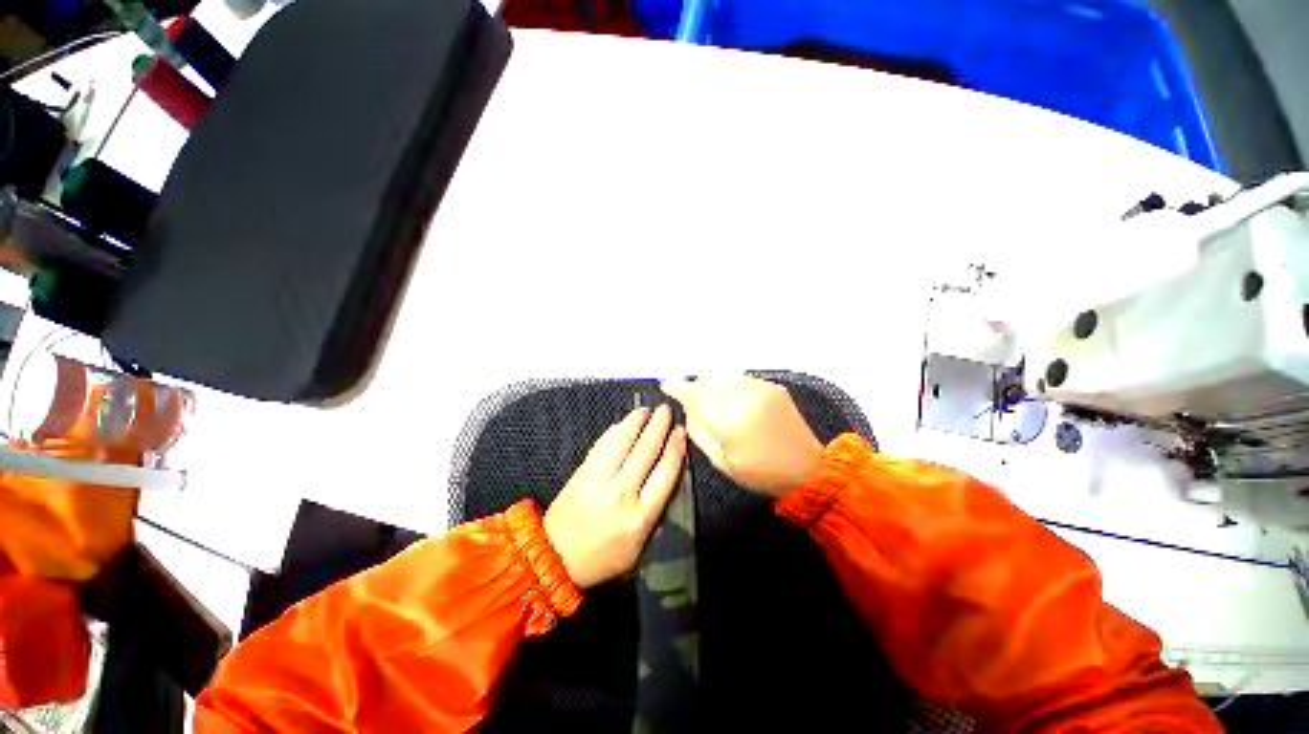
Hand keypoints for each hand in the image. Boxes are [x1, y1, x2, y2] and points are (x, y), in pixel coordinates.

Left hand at [544, 405, 686, 588]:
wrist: (554, 557)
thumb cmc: (603, 557)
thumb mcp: (639, 547)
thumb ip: (655, 514)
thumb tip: (667, 479)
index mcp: (641, 516)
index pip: (665, 472)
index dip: (675, 448)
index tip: (681, 432)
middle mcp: (622, 493)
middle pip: (646, 450)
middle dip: (659, 426)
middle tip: (667, 410)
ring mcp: (599, 479)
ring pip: (622, 441)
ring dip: (636, 421)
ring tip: (647, 410)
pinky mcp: (582, 471)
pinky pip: (602, 444)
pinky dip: (614, 431)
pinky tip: (623, 423)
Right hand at [662, 376, 823, 497]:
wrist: (809, 469)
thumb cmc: (761, 474)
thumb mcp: (721, 461)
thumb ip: (699, 431)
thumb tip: (687, 408)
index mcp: (731, 422)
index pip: (696, 395)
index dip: (678, 388)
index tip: (666, 385)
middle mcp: (746, 398)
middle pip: (708, 381)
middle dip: (696, 388)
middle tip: (691, 401)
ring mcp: (762, 389)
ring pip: (723, 376)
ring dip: (712, 384)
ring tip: (712, 402)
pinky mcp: (773, 387)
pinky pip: (740, 378)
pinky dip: (729, 385)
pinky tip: (731, 400)